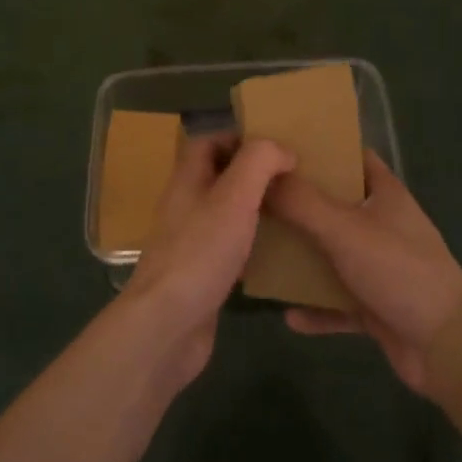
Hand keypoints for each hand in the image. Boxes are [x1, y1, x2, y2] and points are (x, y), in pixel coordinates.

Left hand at [127, 134, 295, 384]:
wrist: (168, 325)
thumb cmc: (201, 252)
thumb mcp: (234, 196)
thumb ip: (259, 163)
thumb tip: (282, 149)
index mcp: (187, 180)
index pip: (207, 141)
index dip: (239, 137)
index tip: (276, 146)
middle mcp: (185, 206)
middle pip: (218, 176)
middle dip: (253, 173)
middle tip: (292, 178)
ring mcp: (191, 242)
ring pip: (225, 212)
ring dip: (254, 208)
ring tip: (293, 210)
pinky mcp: (201, 275)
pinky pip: (229, 248)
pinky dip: (251, 244)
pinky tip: (278, 253)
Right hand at [266, 152, 461, 396]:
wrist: (447, 346)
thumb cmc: (399, 271)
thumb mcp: (345, 230)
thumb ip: (302, 203)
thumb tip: (264, 176)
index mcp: (385, 194)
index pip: (351, 157)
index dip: (320, 149)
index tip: (279, 148)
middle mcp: (383, 224)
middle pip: (335, 205)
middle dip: (299, 204)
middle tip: (256, 200)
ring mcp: (382, 267)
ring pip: (334, 254)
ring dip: (304, 257)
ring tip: (263, 254)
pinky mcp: (379, 306)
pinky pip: (339, 302)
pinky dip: (317, 308)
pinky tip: (289, 317)